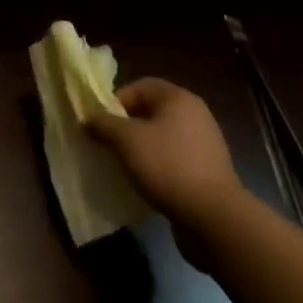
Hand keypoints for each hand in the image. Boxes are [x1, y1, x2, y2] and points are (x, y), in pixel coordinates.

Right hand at [88, 78, 246, 234]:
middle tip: (108, 143)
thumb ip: (103, 123)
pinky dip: (157, 165)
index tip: (102, 122)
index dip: (117, 100)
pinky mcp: (208, 170)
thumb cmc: (166, 165)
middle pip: (151, 111)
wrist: (214, 217)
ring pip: (162, 136)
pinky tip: (146, 181)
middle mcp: (195, 115)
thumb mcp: (125, 140)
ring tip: (124, 164)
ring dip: (141, 147)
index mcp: (178, 99)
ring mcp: (205, 143)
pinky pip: (174, 158)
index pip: (141, 86)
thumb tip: (88, 119)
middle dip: (126, 125)